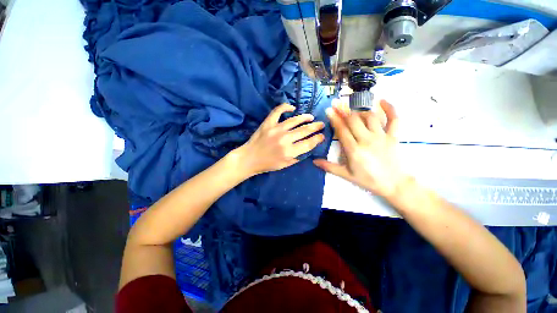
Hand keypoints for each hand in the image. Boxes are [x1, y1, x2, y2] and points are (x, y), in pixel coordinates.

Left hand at [233, 103, 324, 176]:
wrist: (249, 159)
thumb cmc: (267, 164)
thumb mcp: (284, 165)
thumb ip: (297, 157)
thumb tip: (307, 149)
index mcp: (289, 152)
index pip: (308, 143)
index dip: (317, 139)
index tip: (322, 136)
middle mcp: (284, 139)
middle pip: (304, 130)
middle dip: (316, 127)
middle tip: (321, 124)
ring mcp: (276, 129)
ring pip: (294, 120)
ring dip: (305, 117)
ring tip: (311, 117)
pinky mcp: (268, 123)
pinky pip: (277, 111)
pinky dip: (285, 107)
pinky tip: (292, 108)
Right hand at [313, 99, 409, 198]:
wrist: (394, 184)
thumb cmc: (368, 180)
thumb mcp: (346, 175)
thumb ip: (329, 167)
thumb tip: (314, 161)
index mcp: (354, 150)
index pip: (342, 130)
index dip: (334, 119)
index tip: (328, 110)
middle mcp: (367, 140)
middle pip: (354, 120)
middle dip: (343, 110)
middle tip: (336, 102)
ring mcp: (381, 137)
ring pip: (370, 117)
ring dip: (359, 108)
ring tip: (351, 102)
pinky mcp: (393, 136)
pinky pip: (394, 119)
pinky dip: (390, 108)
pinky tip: (382, 100)